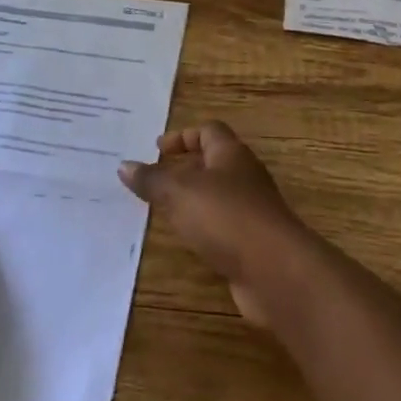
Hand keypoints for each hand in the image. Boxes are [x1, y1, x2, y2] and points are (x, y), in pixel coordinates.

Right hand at [119, 121, 310, 327]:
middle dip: (185, 168)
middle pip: (214, 162)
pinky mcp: (252, 242)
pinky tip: (187, 241)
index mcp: (230, 153)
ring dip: (193, 200)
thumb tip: (124, 165)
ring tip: (163, 210)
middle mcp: (244, 175)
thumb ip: (152, 180)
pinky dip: (204, 228)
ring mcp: (251, 210)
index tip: (157, 149)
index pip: (208, 131)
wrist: (275, 270)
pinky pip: (223, 226)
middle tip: (154, 180)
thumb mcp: (181, 193)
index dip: (183, 136)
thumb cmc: (227, 217)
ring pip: (218, 196)